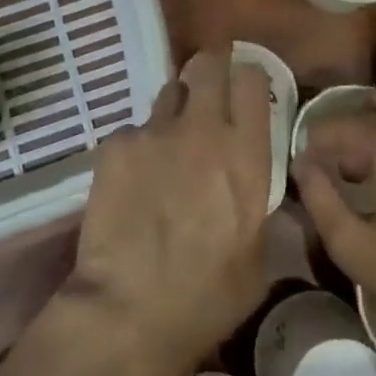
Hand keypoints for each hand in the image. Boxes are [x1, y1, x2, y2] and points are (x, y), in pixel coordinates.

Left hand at [66, 51, 271, 373]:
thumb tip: (255, 187)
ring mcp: (155, 132)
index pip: (250, 80)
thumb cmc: (206, 297)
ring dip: (175, 109)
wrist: (129, 310)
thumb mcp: (258, 258)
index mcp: (245, 156)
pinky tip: (133, 182)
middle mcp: (202, 130)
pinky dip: (138, 146)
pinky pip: (134, 130)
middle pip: (208, 65)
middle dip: (210, 67)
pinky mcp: (116, 143)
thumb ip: (258, 207)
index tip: (243, 86)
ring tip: (169, 143)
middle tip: (208, 85)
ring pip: (169, 93)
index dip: (247, 76)